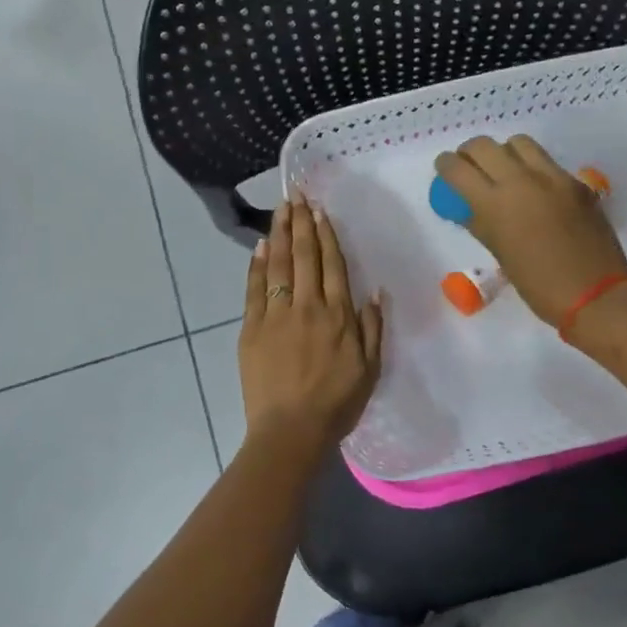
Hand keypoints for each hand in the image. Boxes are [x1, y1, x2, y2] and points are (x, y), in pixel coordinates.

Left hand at [239, 199, 383, 452]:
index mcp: (338, 316)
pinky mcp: (252, 328)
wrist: (291, 430)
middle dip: (301, 223)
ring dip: (280, 234)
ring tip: (280, 209)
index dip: (326, 235)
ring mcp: (276, 315)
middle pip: (305, 256)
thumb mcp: (370, 369)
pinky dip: (257, 265)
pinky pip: (255, 289)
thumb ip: (372, 328)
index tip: (320, 211)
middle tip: (297, 195)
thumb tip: (374, 291)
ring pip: (279, 265)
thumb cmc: (336, 404)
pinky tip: (260, 245)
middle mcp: (308, 307)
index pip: (332, 265)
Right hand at [433, 135, 626, 326]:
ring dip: (504, 152)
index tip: (444, 168)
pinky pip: (546, 161)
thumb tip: (468, 207)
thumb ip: (481, 223)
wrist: (595, 293)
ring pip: (518, 143)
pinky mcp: (575, 182)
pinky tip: (535, 188)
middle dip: (470, 152)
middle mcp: (521, 181)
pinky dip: (532, 166)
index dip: (446, 165)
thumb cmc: (538, 285)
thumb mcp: (500, 254)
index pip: (458, 169)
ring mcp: (552, 177)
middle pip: (484, 145)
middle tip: (470, 166)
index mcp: (495, 204)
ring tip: (504, 170)